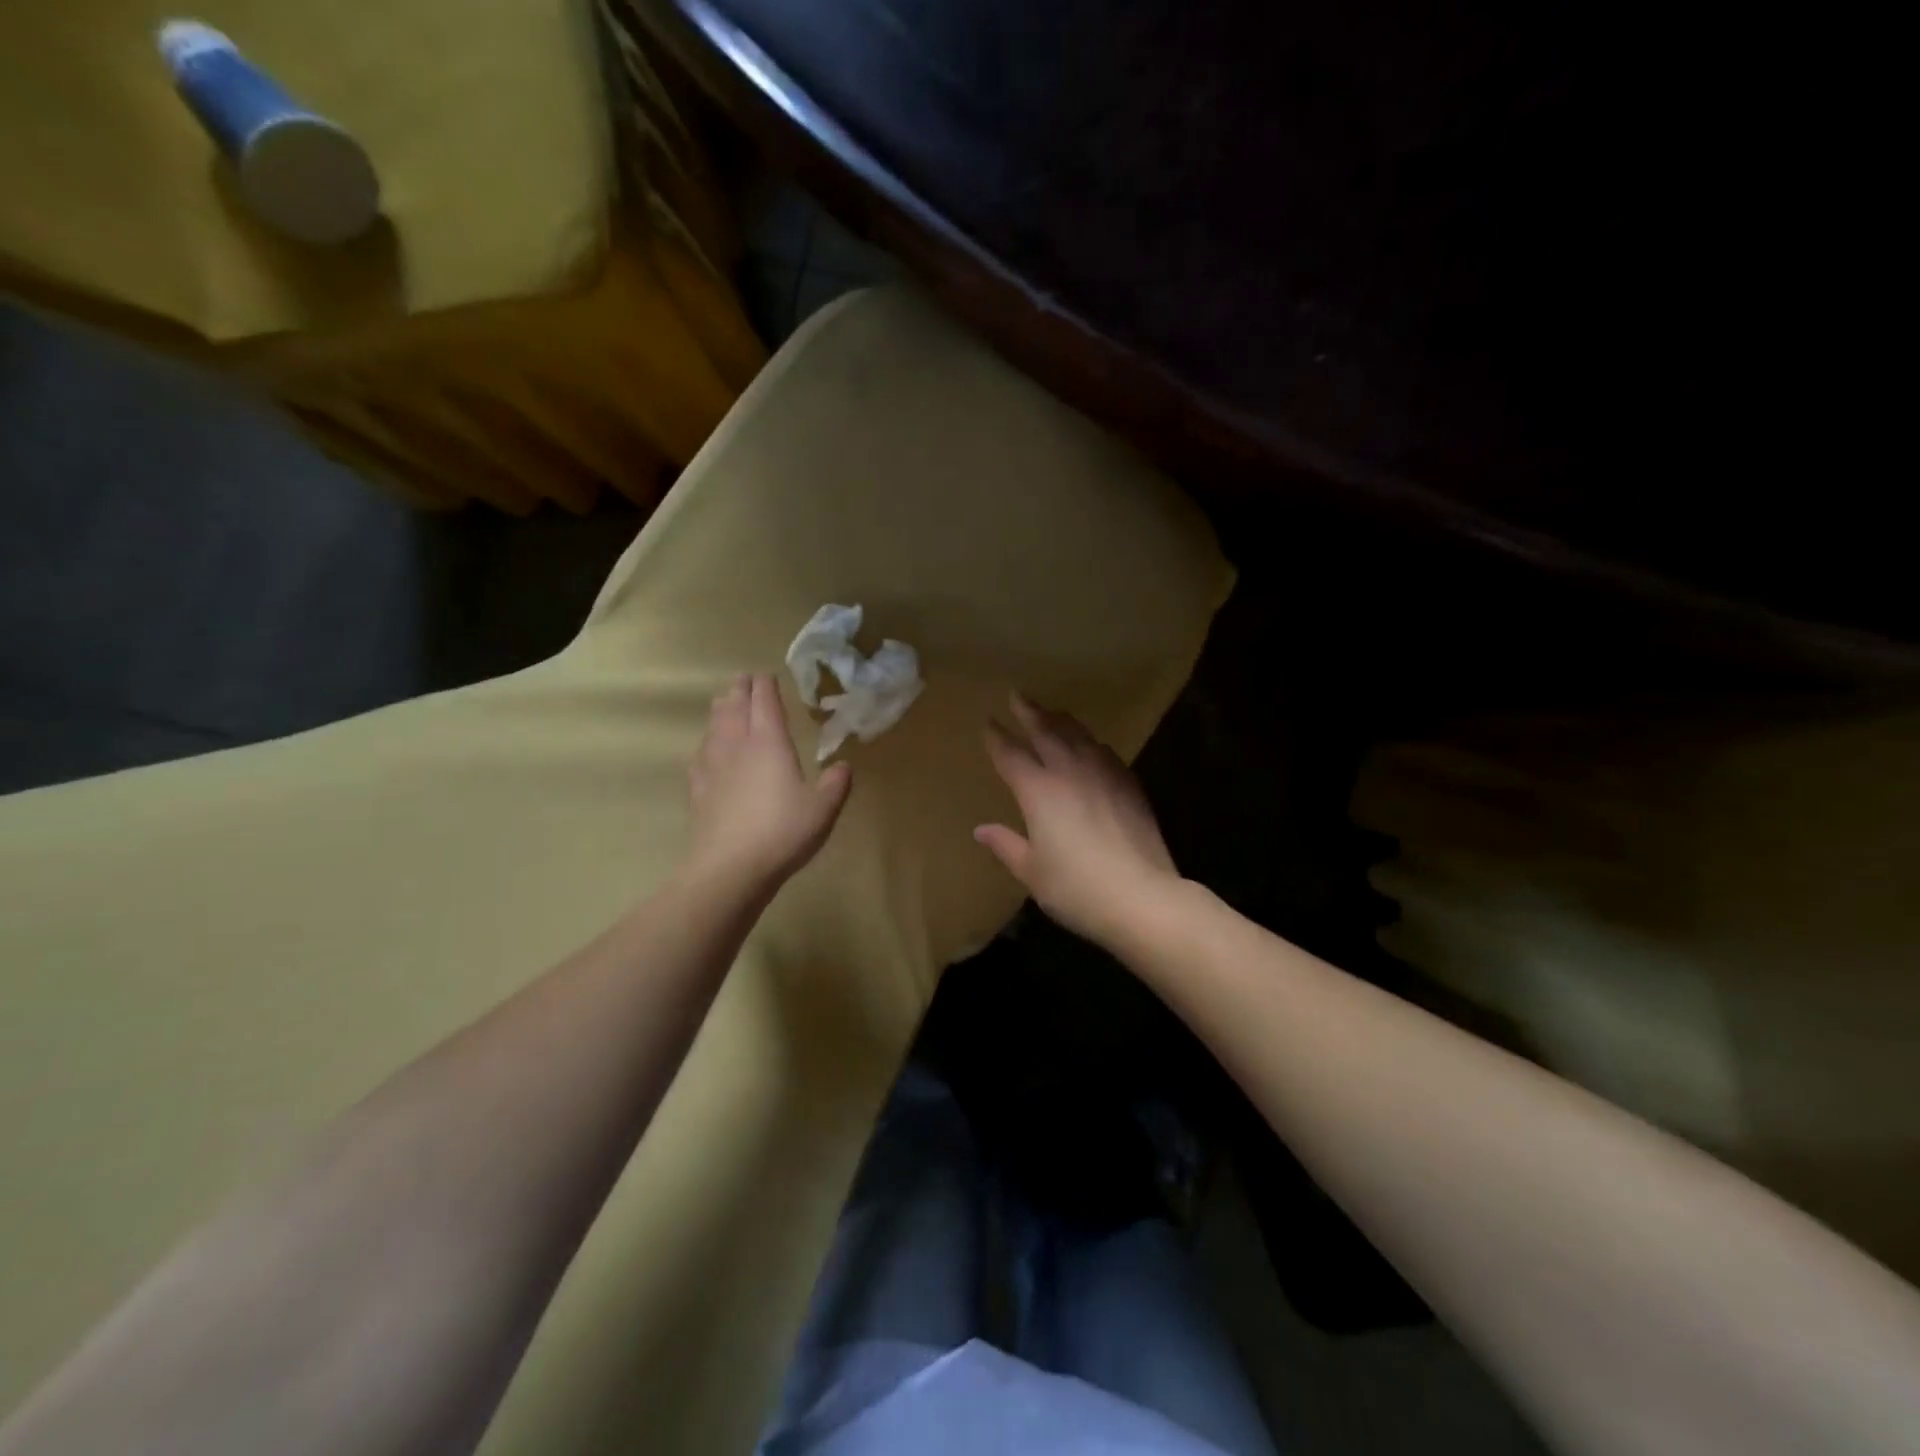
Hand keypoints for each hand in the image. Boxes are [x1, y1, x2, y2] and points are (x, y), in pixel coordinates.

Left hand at [687, 673, 851, 892]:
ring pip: (714, 727)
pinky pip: (701, 755)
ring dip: (720, 710)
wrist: (729, 868)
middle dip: (739, 690)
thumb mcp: (822, 809)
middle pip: (734, 708)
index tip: (765, 675)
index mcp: (769, 742)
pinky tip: (706, 750)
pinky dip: (706, 743)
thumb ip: (835, 785)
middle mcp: (737, 746)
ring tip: (723, 702)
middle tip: (742, 679)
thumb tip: (843, 766)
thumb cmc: (782, 832)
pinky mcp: (698, 790)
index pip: (764, 702)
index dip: (765, 685)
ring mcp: (713, 767)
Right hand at [975, 693, 1178, 945]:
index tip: (988, 722)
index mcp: (1038, 791)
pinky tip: (1092, 746)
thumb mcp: (1032, 872)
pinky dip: (1091, 743)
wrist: (1142, 896)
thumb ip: (1006, 845)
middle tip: (1018, 694)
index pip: (1011, 755)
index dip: (997, 737)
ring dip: (1061, 720)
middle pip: (1046, 731)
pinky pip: (1105, 752)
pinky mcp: (1130, 785)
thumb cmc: (1077, 889)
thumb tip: (981, 830)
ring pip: (1079, 735)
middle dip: (1029, 712)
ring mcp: (1103, 774)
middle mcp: (1069, 772)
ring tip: (1053, 712)